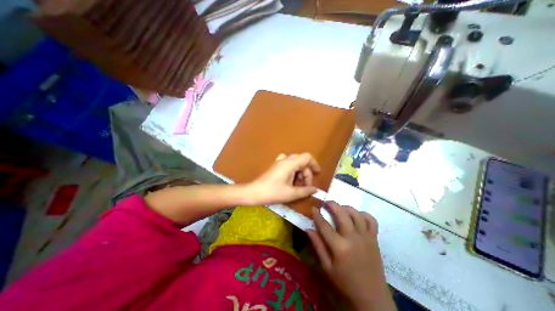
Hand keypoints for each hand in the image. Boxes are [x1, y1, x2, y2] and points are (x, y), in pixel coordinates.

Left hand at [246, 152, 321, 204]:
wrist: (254, 192)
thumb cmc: (273, 192)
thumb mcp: (291, 193)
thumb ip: (306, 191)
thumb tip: (315, 189)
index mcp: (290, 163)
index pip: (307, 157)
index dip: (314, 164)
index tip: (317, 174)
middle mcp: (285, 159)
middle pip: (302, 162)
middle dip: (306, 174)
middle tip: (306, 186)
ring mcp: (280, 162)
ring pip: (296, 164)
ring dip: (300, 174)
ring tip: (297, 186)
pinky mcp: (276, 166)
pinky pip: (289, 165)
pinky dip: (293, 172)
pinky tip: (290, 181)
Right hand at [308, 201, 393, 310]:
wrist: (372, 298)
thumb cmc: (345, 283)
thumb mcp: (327, 267)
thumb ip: (317, 246)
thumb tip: (308, 229)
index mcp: (339, 247)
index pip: (325, 225)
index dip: (317, 215)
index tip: (313, 208)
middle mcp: (353, 238)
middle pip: (342, 214)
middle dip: (332, 205)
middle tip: (326, 202)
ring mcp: (366, 237)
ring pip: (356, 214)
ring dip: (346, 207)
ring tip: (339, 208)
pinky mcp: (374, 239)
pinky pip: (371, 220)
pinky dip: (363, 214)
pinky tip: (356, 216)